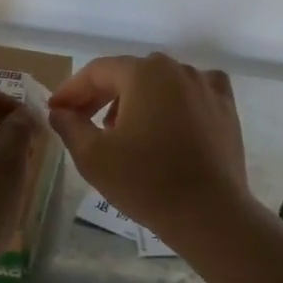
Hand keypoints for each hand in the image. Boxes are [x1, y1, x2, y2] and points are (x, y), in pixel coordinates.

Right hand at [46, 53, 249, 236]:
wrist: (209, 213)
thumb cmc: (146, 182)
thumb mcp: (93, 156)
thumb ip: (70, 126)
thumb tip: (59, 111)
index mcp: (143, 73)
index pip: (97, 71)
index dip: (72, 90)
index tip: (56, 111)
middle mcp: (177, 69)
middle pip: (129, 73)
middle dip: (101, 95)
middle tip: (82, 120)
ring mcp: (206, 86)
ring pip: (161, 82)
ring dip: (137, 99)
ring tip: (123, 130)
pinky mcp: (226, 107)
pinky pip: (194, 92)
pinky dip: (176, 100)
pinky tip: (170, 120)